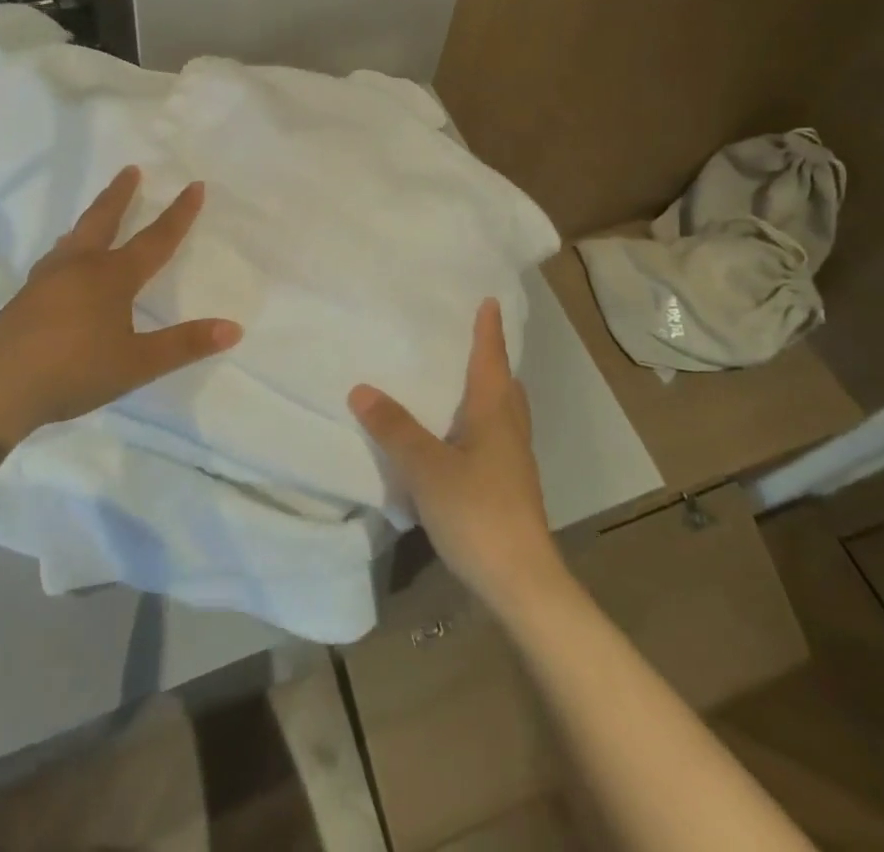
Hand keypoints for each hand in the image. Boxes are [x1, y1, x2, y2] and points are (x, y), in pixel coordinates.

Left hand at [0, 166, 242, 446]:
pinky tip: (63, 263)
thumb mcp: (137, 363)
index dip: (179, 214)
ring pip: (75, 237)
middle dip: (121, 194)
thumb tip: (234, 328)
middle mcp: (80, 267)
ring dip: (92, 217)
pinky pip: (56, 258)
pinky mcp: (26, 297)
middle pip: (104, 220)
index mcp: (112, 276)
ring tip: (98, 212)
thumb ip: (185, 344)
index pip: (155, 239)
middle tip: (131, 169)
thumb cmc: (72, 371)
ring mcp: (48, 279)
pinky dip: (70, 247)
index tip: (194, 185)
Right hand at [349, 299, 567, 617]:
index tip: (490, 302)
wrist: (522, 582)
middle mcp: (510, 430)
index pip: (491, 360)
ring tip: (463, 384)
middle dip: (492, 360)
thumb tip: (362, 388)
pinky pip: (497, 439)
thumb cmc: (478, 513)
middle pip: (505, 385)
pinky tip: (461, 440)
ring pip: (504, 414)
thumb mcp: (427, 468)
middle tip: (473, 340)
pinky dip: (482, 424)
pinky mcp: (511, 489)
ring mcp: (515, 463)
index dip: (489, 330)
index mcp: (495, 414)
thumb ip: (395, 429)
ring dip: (489, 392)